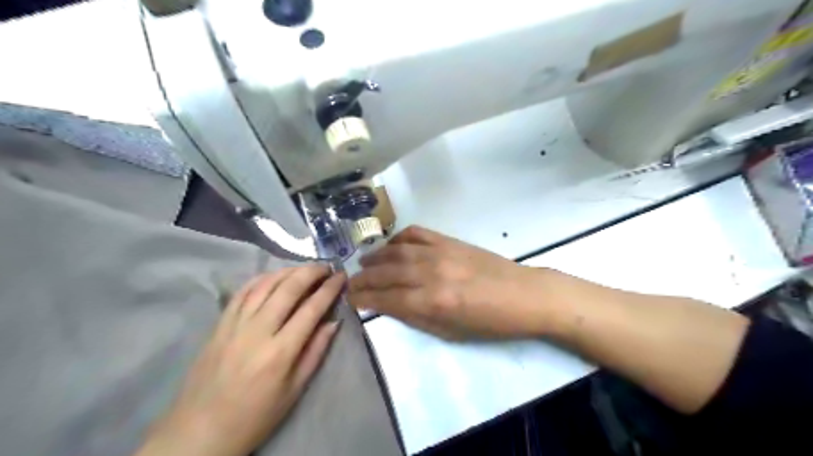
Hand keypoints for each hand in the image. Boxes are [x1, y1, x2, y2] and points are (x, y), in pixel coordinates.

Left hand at [135, 264, 342, 455]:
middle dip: (311, 272)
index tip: (341, 277)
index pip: (312, 309)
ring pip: (265, 285)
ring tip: (304, 268)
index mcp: (280, 352)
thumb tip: (333, 322)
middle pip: (288, 289)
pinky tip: (274, 276)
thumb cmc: (255, 416)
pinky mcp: (219, 325)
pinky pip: (241, 292)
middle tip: (326, 266)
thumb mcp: (294, 390)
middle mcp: (258, 331)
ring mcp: (235, 325)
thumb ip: (316, 352)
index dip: (330, 289)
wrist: (200, 432)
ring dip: (288, 271)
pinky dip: (261, 279)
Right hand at [346, 226, 548, 339]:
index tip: (350, 299)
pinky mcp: (449, 240)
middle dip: (363, 279)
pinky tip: (391, 246)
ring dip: (376, 257)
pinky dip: (399, 238)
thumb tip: (387, 306)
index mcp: (432, 302)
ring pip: (397, 251)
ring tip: (364, 263)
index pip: (386, 299)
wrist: (523, 295)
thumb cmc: (489, 322)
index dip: (364, 299)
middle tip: (350, 282)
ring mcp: (440, 252)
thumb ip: (416, 317)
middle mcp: (430, 273)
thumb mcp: (451, 332)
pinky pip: (417, 233)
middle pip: (386, 273)